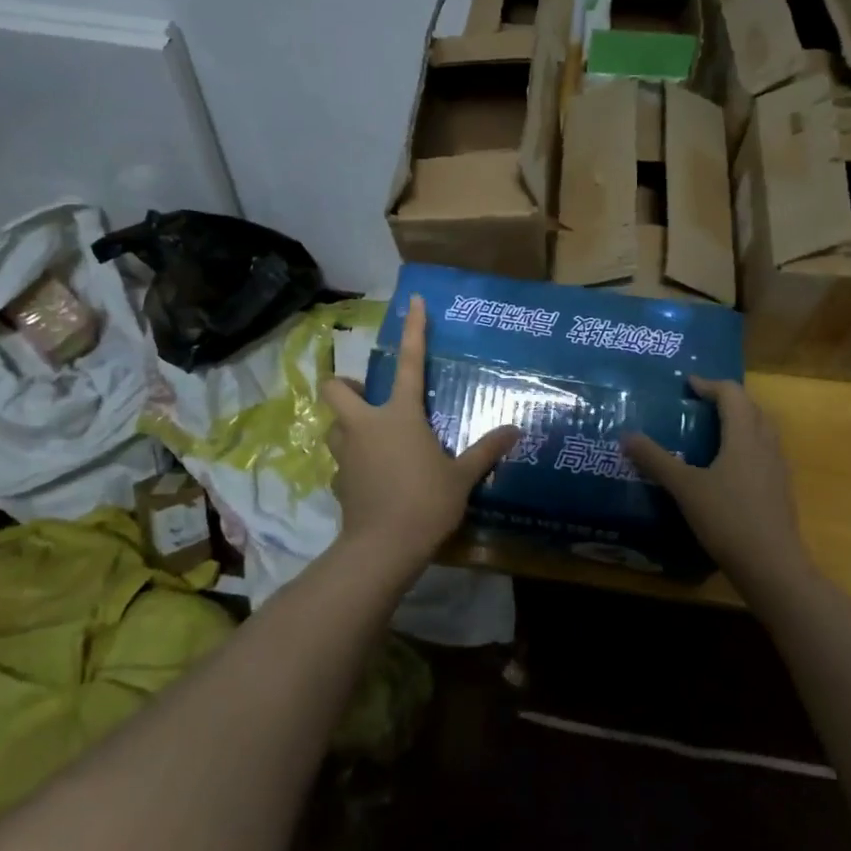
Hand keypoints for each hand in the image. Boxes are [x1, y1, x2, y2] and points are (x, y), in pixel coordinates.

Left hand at [321, 295, 520, 578]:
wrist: (383, 548)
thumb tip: (515, 430)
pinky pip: (341, 460)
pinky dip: (353, 461)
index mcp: (399, 415)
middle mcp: (365, 425)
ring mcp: (346, 453)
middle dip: (345, 385)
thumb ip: (486, 450)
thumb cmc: (425, 503)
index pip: (409, 362)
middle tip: (368, 397)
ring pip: (334, 425)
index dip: (414, 329)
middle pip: (336, 389)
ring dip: (347, 425)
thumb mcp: (462, 476)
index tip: (414, 301)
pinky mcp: (337, 480)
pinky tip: (372, 477)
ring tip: (372, 438)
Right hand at [624, 377, 810, 595]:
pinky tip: (727, 467)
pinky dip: (746, 445)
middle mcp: (766, 445)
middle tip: (699, 404)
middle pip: (751, 407)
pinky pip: (764, 452)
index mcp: (744, 436)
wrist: (772, 566)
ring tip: (712, 431)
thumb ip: (656, 460)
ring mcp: (777, 468)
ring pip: (761, 430)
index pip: (732, 394)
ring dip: (739, 421)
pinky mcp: (780, 490)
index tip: (687, 385)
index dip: (709, 384)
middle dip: (726, 400)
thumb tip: (626, 435)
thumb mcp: (685, 488)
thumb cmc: (727, 519)